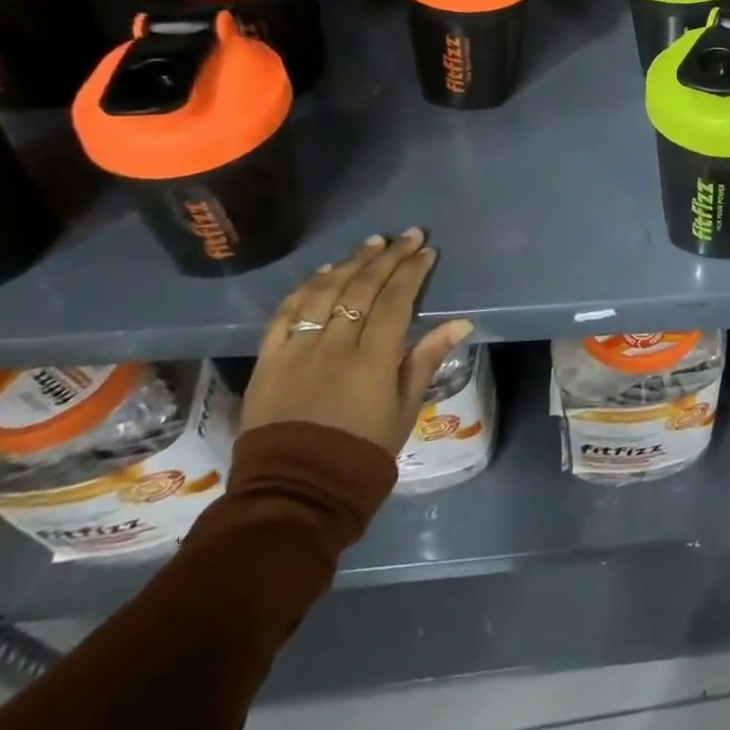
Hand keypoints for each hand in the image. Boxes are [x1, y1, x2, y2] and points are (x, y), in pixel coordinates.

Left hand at [243, 230, 473, 459]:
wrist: (295, 494)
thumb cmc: (362, 453)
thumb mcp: (405, 410)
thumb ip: (427, 359)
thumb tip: (460, 322)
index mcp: (372, 359)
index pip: (395, 300)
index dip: (412, 271)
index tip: (427, 251)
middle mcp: (334, 345)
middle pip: (362, 287)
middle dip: (388, 257)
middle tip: (407, 235)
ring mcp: (297, 350)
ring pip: (325, 292)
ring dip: (351, 262)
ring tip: (372, 243)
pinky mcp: (268, 360)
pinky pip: (286, 313)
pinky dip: (306, 287)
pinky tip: (324, 272)